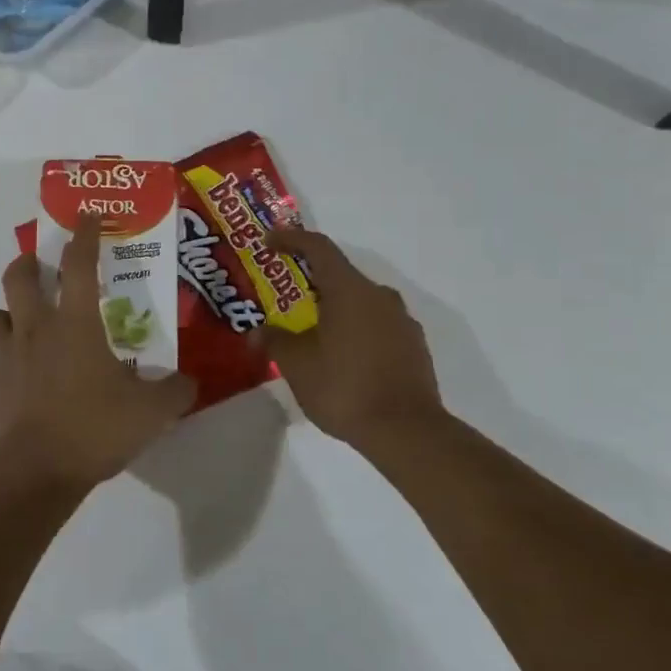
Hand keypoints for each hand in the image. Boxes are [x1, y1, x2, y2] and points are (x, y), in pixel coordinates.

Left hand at [0, 216, 197, 490]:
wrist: (34, 472)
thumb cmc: (94, 429)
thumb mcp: (150, 413)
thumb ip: (174, 392)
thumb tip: (189, 382)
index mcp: (75, 324)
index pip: (79, 264)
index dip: (85, 235)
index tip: (87, 215)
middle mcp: (34, 330)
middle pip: (18, 277)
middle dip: (28, 263)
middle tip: (40, 268)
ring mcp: (4, 359)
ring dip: (5, 316)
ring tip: (23, 328)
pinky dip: (0, 370)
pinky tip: (15, 385)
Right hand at [258, 227, 450, 453]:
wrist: (407, 432)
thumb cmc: (344, 388)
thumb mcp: (297, 365)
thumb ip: (275, 341)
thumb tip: (257, 332)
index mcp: (350, 290)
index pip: (319, 248)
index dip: (291, 239)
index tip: (269, 241)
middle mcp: (380, 296)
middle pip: (340, 274)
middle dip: (310, 280)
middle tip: (284, 296)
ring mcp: (402, 321)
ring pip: (360, 301)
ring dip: (334, 307)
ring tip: (310, 330)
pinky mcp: (413, 346)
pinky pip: (376, 325)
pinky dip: (354, 329)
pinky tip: (340, 355)